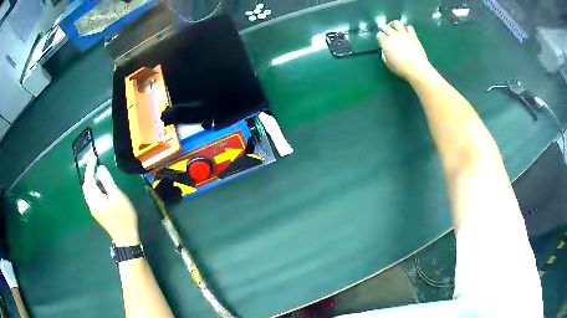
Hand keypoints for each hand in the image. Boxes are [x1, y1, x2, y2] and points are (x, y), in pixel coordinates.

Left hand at [82, 158, 139, 246]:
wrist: (125, 239)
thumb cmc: (123, 217)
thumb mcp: (117, 196)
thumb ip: (107, 181)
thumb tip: (100, 169)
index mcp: (94, 199)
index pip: (88, 179)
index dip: (90, 167)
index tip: (94, 157)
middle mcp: (91, 203)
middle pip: (86, 185)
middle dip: (89, 173)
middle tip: (97, 165)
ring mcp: (93, 209)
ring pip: (88, 191)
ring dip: (91, 181)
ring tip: (100, 174)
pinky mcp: (98, 213)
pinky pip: (91, 196)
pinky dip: (94, 188)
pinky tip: (102, 187)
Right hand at [377, 20, 434, 81]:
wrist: (417, 68)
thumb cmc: (401, 68)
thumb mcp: (388, 63)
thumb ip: (385, 53)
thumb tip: (385, 49)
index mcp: (385, 42)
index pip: (379, 35)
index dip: (380, 37)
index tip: (381, 39)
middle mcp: (393, 35)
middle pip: (386, 27)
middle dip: (383, 27)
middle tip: (383, 27)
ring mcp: (404, 34)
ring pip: (397, 23)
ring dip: (394, 24)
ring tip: (394, 26)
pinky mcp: (413, 36)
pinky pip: (409, 27)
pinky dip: (407, 28)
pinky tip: (406, 31)